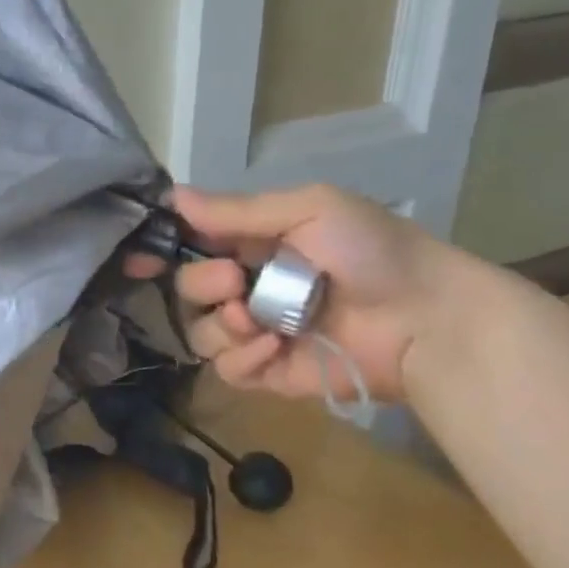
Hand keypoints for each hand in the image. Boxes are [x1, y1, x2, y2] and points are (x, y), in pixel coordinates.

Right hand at [142, 184, 472, 403]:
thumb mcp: (309, 209)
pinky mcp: (268, 371)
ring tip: (261, 322)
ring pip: (200, 333)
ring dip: (223, 325)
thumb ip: (238, 210)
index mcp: (252, 245)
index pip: (190, 246)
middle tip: (236, 281)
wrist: (429, 318)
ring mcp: (256, 332)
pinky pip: (225, 369)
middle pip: (186, 291)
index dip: (160, 251)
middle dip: (202, 284)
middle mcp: (247, 287)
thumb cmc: (373, 251)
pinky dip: (243, 358)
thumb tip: (173, 196)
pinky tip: (275, 347)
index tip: (139, 258)